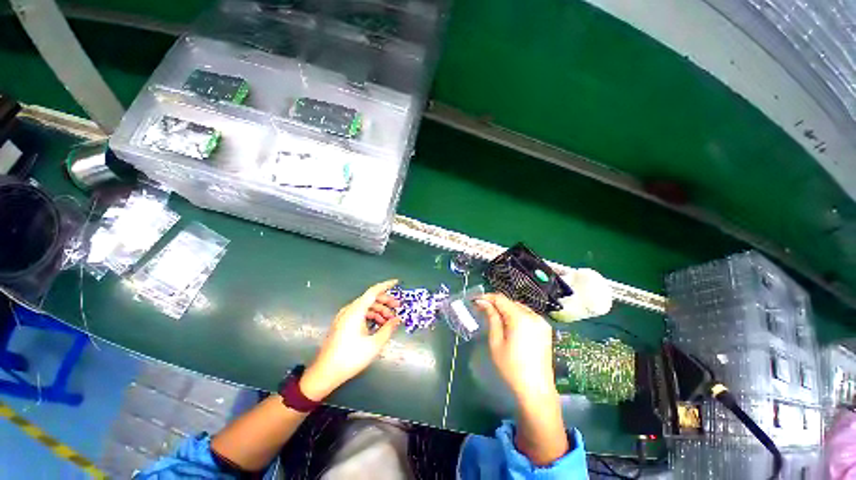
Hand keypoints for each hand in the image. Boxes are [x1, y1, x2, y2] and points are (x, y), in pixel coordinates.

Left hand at [301, 280, 401, 400]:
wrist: (325, 373)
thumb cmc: (350, 358)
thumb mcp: (374, 344)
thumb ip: (388, 329)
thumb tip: (398, 319)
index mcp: (356, 311)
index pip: (373, 291)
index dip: (386, 285)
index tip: (397, 282)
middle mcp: (349, 310)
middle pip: (370, 298)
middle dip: (386, 301)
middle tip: (398, 307)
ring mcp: (344, 317)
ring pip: (365, 307)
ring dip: (379, 310)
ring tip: (389, 320)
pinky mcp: (342, 324)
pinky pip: (359, 314)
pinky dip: (371, 316)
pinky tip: (378, 325)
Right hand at [476, 293, 567, 464]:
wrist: (536, 390)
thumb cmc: (512, 367)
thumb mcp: (496, 342)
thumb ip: (491, 318)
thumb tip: (483, 302)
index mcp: (521, 318)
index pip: (501, 299)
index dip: (486, 297)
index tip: (475, 300)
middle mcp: (534, 316)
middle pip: (510, 302)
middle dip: (495, 303)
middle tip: (481, 309)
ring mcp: (542, 322)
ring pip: (519, 307)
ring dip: (506, 309)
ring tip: (493, 316)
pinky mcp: (545, 329)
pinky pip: (527, 315)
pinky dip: (516, 315)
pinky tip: (508, 323)